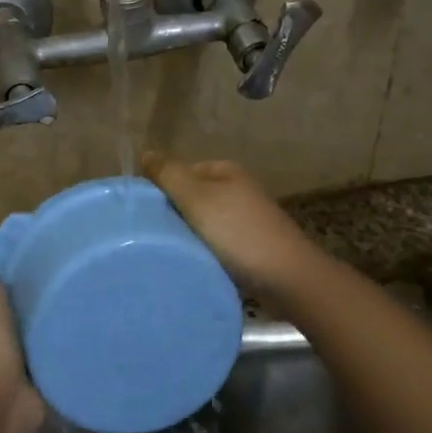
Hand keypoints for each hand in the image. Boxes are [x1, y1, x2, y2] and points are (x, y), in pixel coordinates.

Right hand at [142, 152, 322, 301]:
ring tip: (170, 252)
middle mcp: (237, 189)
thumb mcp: (197, 197)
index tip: (143, 214)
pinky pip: (215, 243)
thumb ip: (169, 174)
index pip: (180, 172)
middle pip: (191, 197)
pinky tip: (193, 264)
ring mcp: (246, 219)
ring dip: (187, 235)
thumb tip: (146, 153)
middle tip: (152, 235)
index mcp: (225, 171)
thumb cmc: (238, 233)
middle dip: (173, 214)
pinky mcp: (250, 246)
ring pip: (202, 222)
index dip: (160, 189)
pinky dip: (203, 251)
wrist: (288, 279)